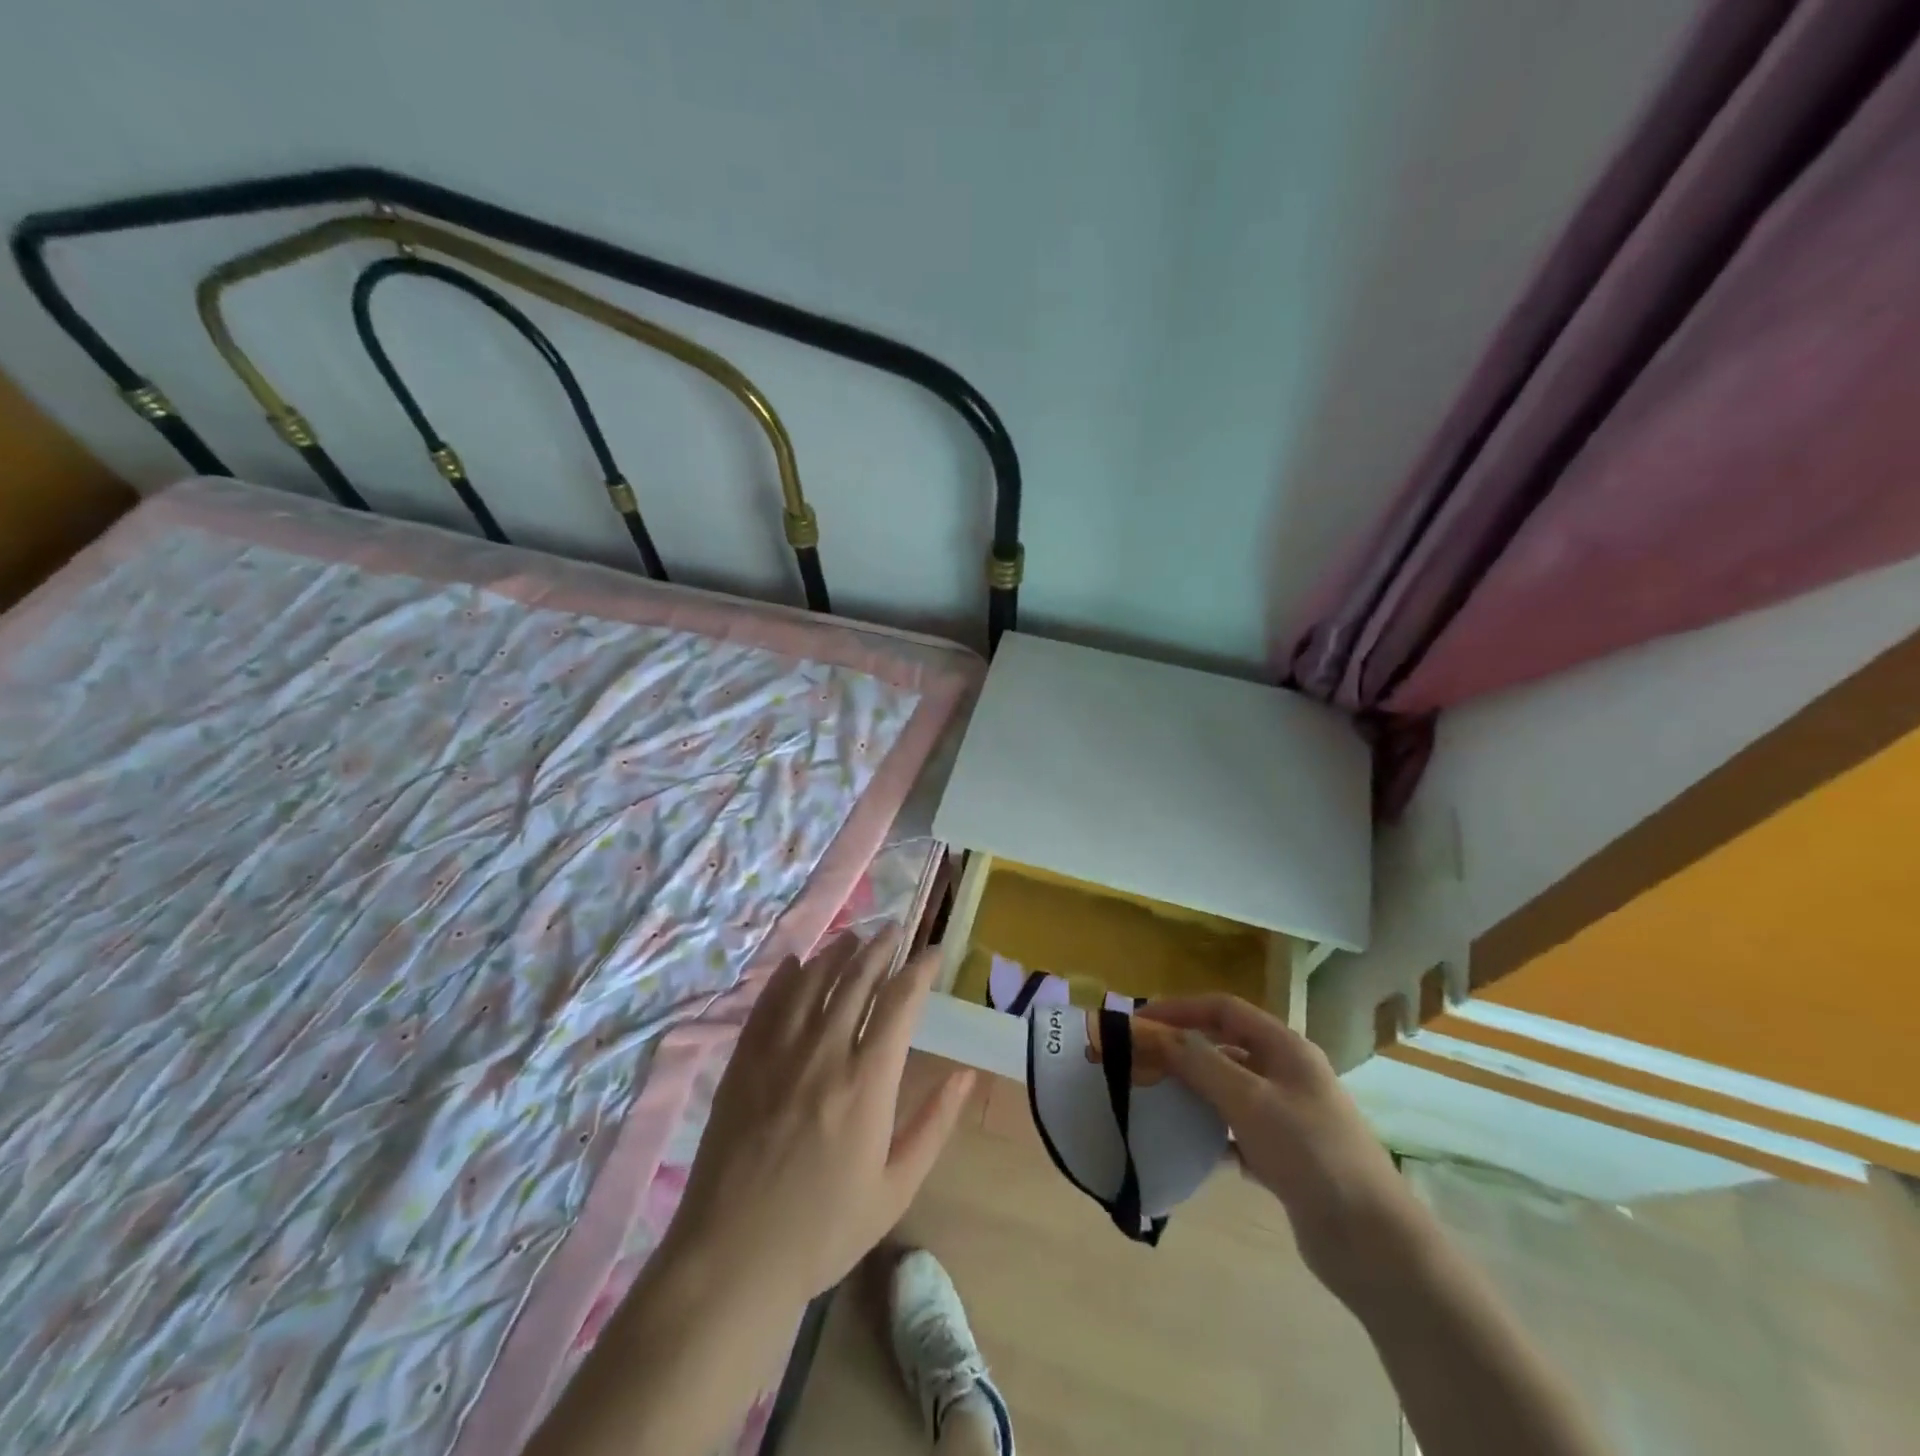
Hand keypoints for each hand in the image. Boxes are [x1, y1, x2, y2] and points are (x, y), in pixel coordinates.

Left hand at [660, 932, 976, 1310]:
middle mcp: (824, 1053)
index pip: (900, 1001)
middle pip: (856, 979)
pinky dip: (785, 977)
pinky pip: (767, 1003)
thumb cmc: (823, 1229)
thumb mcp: (895, 1188)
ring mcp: (777, 1053)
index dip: (920, 969)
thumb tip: (967, 1074)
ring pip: (811, 981)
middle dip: (879, 948)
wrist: (732, 1259)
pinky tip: (795, 963)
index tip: (934, 952)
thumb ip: (934, 1124)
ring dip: (836, 952)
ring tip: (853, 938)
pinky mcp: (743, 1062)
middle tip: (893, 931)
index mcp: (867, 1082)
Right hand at [1138, 994, 1418, 1288]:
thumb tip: (1157, 1033)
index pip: (1225, 1009)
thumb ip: (1201, 1062)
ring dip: (1195, 1088)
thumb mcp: (1250, 1100)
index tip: (1141, 1020)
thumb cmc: (1311, 1155)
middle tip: (1142, 1059)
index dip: (1182, 1008)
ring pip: (1230, 1088)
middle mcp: (1288, 1073)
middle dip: (1184, 1048)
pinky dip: (1211, 1130)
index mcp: (1286, 1048)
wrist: (1372, 1244)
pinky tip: (1187, 1143)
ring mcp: (1289, 1116)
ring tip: (1155, 1097)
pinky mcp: (1285, 1156)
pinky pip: (1237, 1129)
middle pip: (1226, 1046)